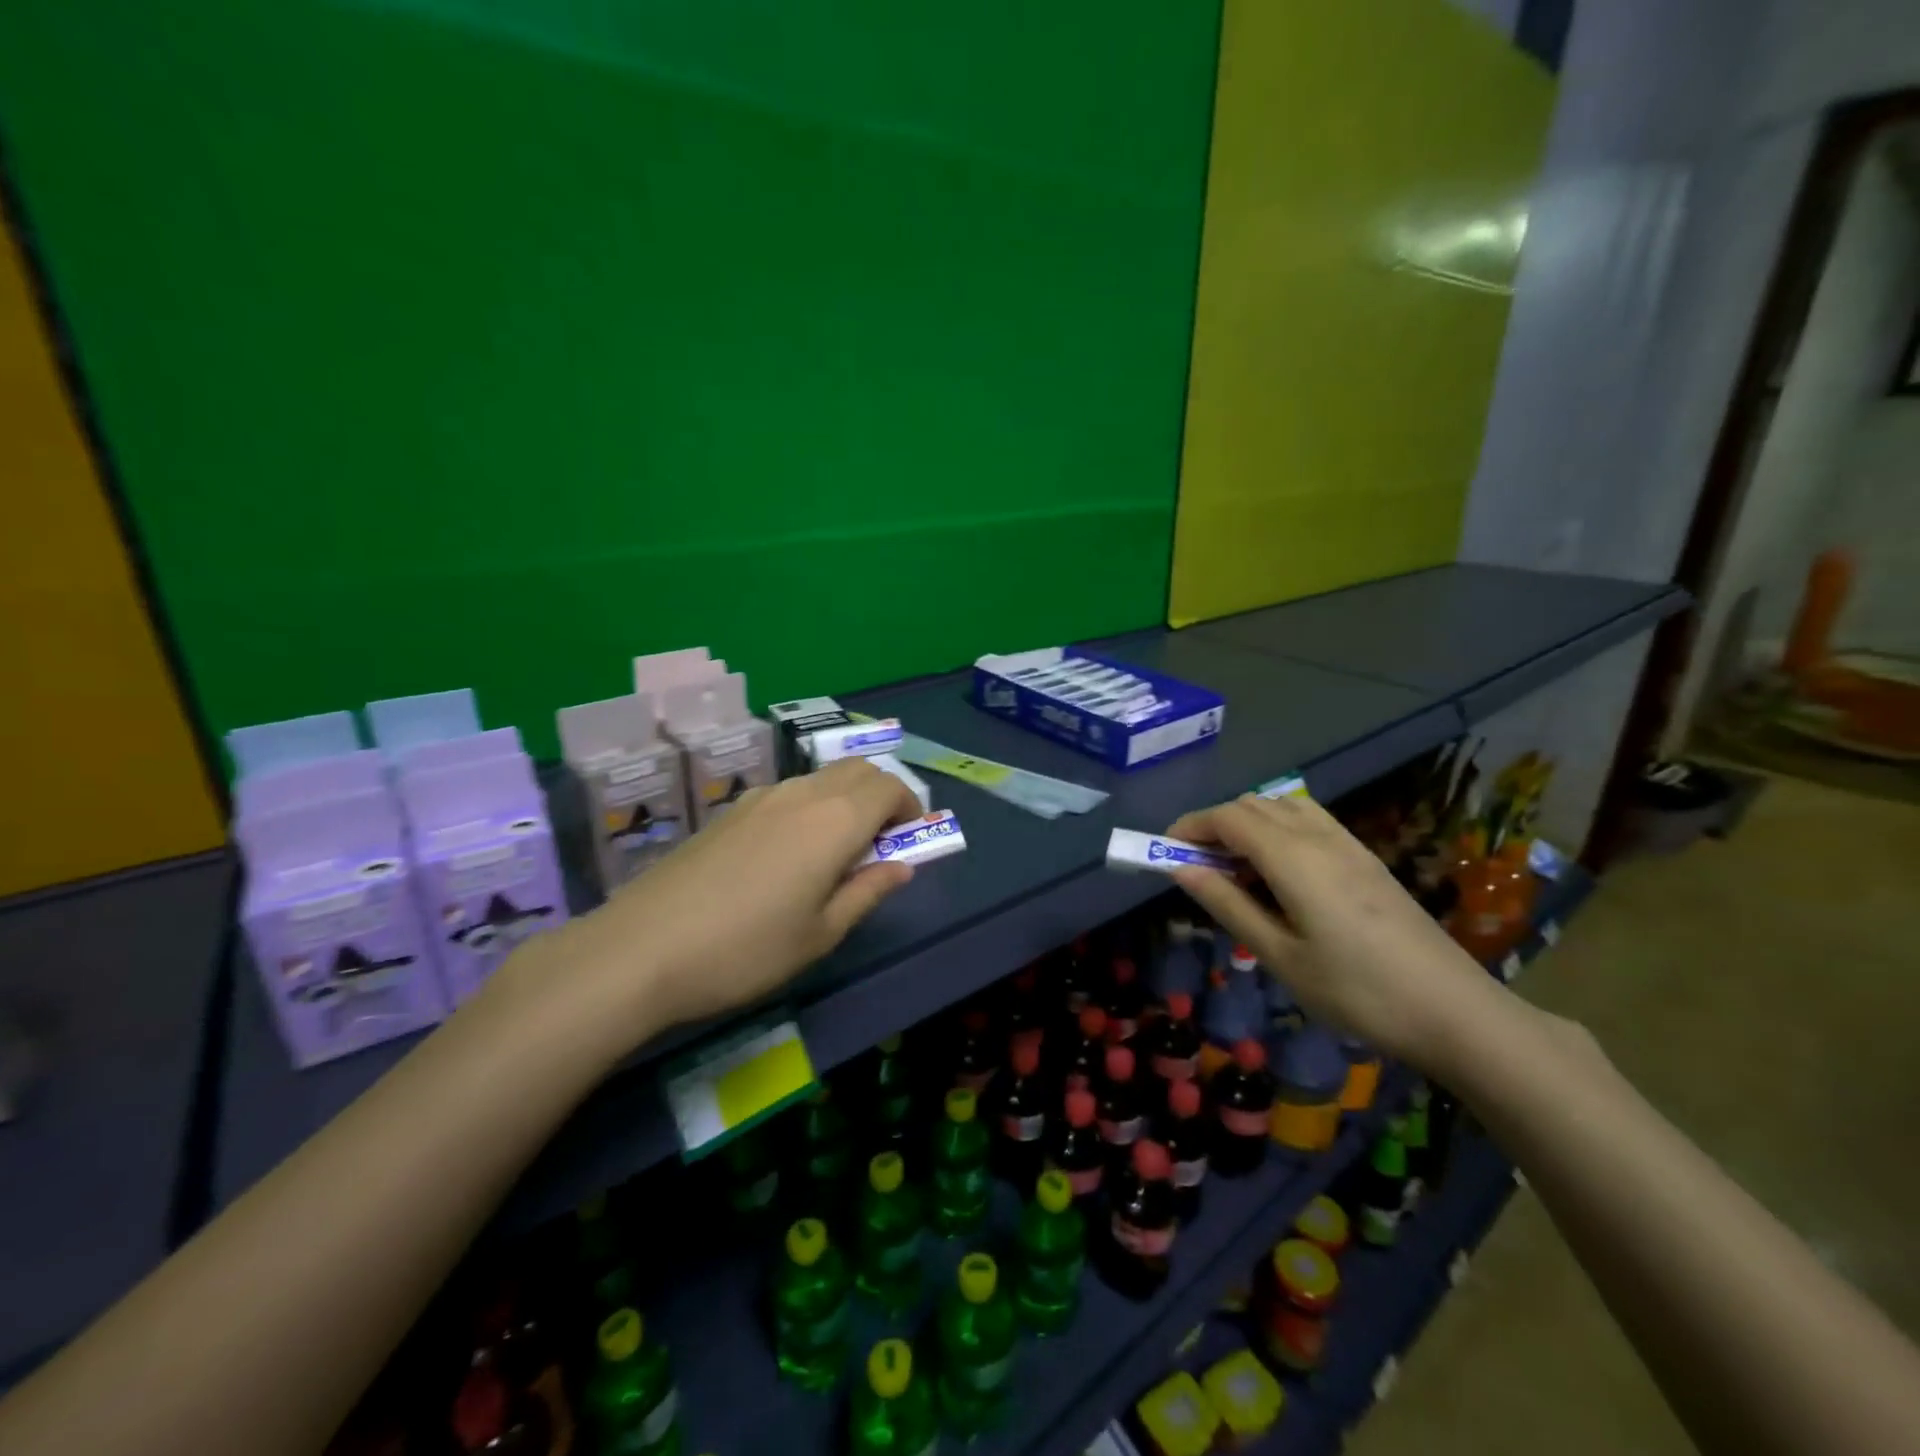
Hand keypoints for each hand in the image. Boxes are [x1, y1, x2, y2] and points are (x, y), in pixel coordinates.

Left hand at [490, 758, 923, 1057]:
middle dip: (882, 794)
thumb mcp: (820, 934)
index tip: (910, 839)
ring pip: (821, 778)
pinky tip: (790, 852)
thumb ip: (867, 892)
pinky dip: (811, 805)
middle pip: (857, 770)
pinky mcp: (729, 811)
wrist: (641, 949)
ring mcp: (760, 798)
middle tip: (881, 842)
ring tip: (837, 851)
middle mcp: (801, 794)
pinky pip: (788, 792)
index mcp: (834, 820)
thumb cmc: (746, 950)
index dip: (909, 806)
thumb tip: (901, 866)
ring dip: (845, 798)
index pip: (888, 786)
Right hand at [1165, 793, 1501, 1067]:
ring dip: (1248, 824)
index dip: (1190, 827)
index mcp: (1293, 857)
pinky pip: (1309, 821)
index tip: (1164, 853)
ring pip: (1282, 806)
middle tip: (1197, 869)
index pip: (1228, 817)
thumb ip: (1228, 905)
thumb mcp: (1280, 955)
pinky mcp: (1366, 858)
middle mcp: (1319, 836)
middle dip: (1215, 826)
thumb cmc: (1357, 991)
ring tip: (1237, 871)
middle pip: (1252, 805)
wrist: (1454, 1011)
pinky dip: (1278, 830)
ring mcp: (1348, 844)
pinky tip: (1280, 874)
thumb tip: (1181, 869)